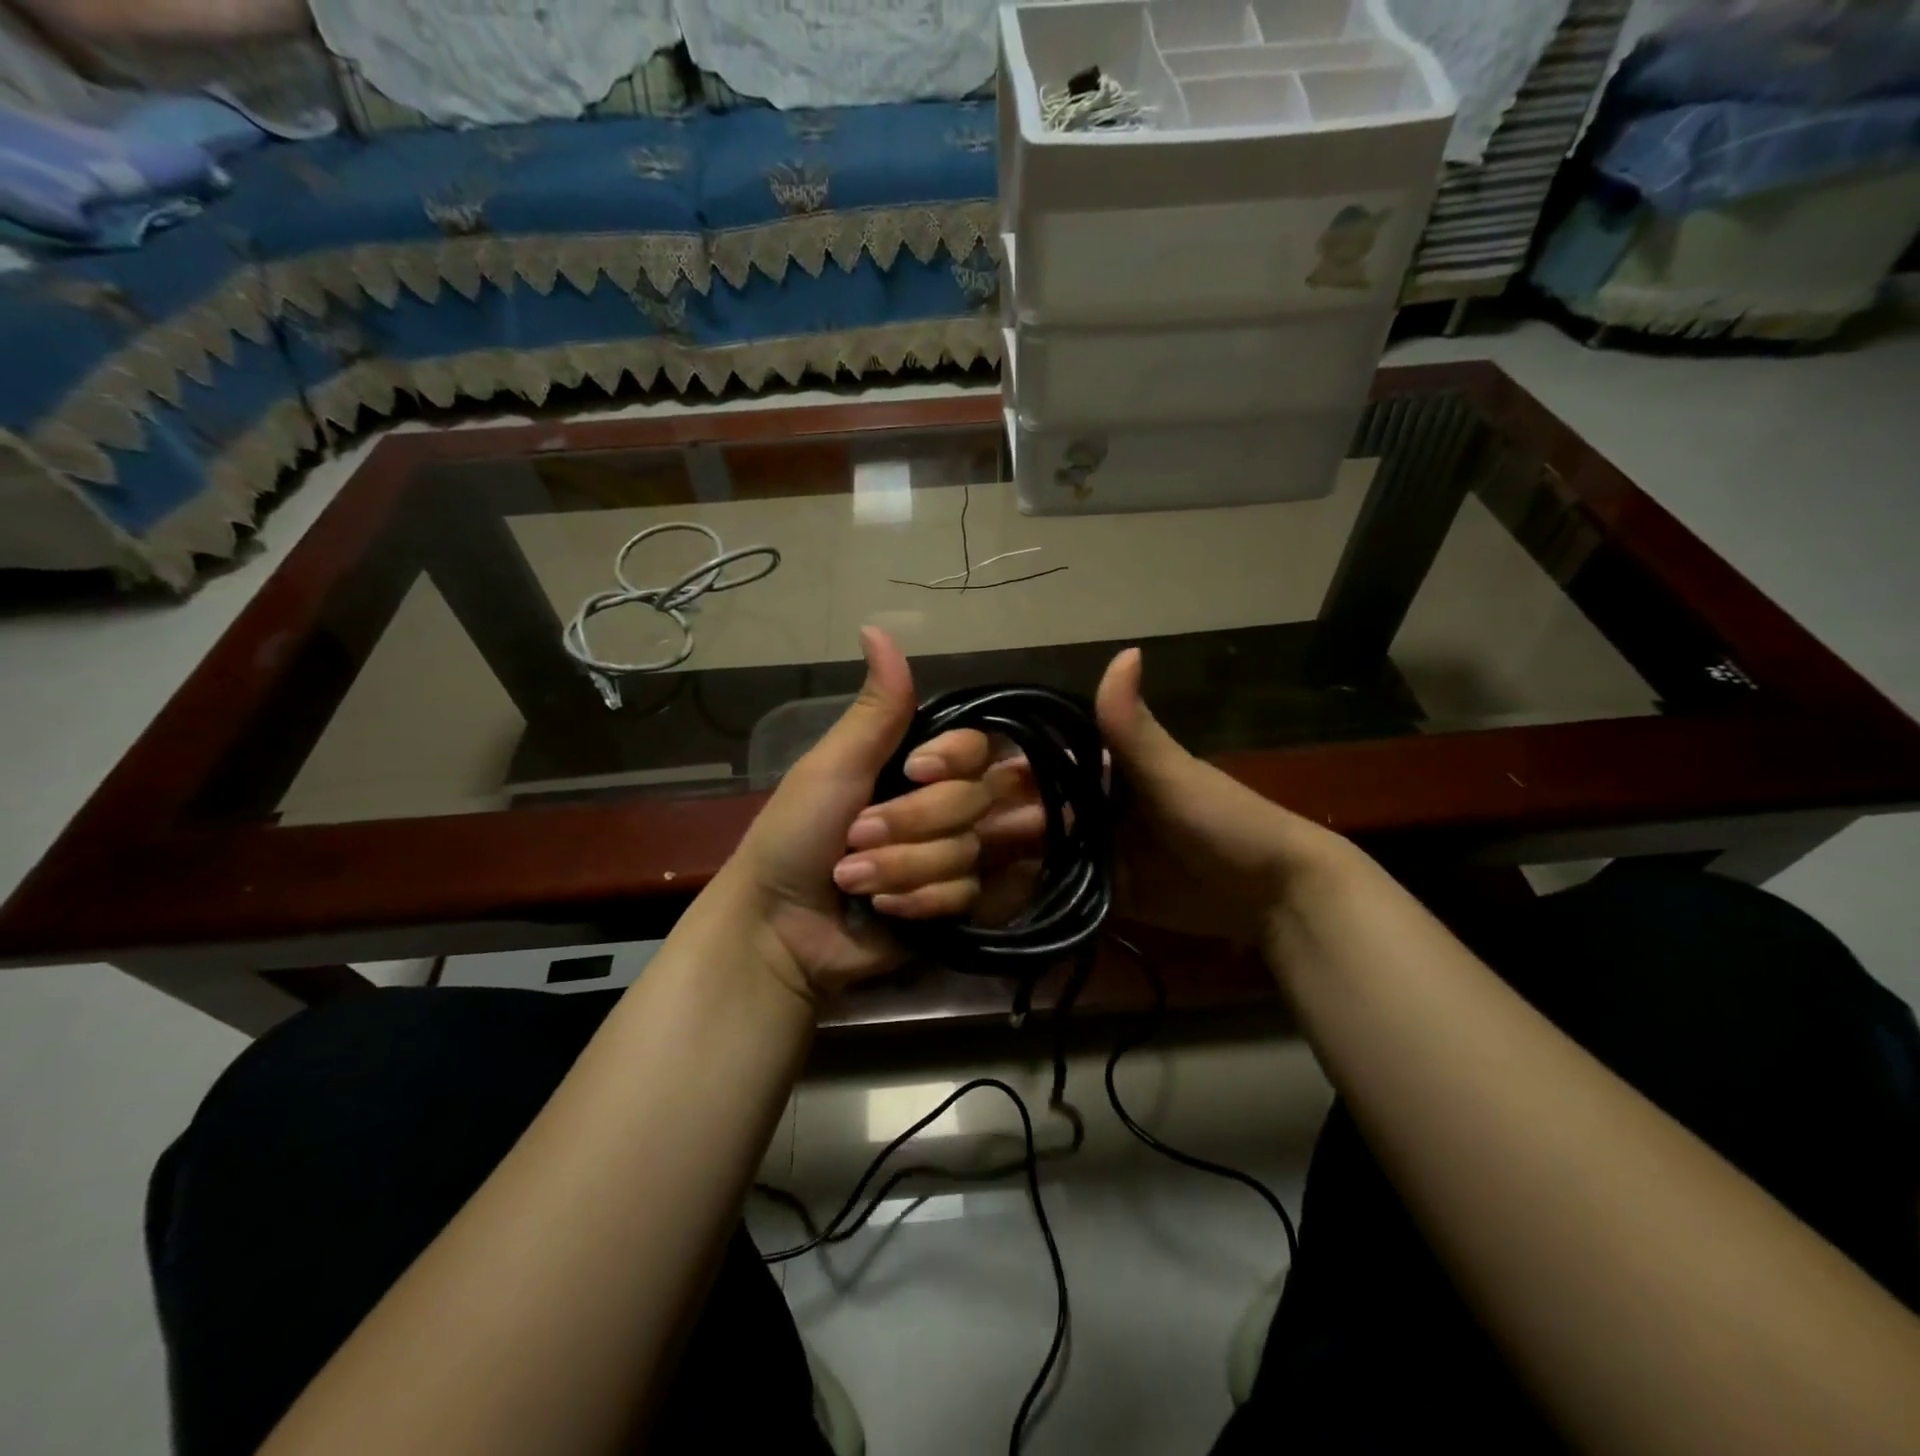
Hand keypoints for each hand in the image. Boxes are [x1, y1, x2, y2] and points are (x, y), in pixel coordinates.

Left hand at [708, 626, 998, 1002]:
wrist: (778, 926)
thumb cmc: (795, 834)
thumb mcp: (833, 765)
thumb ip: (876, 709)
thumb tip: (877, 627)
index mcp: (920, 765)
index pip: (982, 746)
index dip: (955, 760)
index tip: (914, 770)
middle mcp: (946, 805)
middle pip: (978, 800)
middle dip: (911, 824)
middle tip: (856, 838)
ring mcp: (952, 856)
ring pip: (970, 851)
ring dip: (904, 868)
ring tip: (853, 879)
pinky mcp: (955, 905)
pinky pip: (968, 895)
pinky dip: (917, 902)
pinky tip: (883, 910)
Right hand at [977, 648, 1345, 946]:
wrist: (1275, 893)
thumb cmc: (1223, 821)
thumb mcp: (1172, 772)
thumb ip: (1133, 725)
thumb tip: (1124, 649)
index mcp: (1103, 772)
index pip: (1037, 768)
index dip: (995, 775)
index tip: (945, 787)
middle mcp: (1092, 810)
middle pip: (1030, 815)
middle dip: (989, 826)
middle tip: (937, 846)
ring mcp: (1097, 854)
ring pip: (1038, 855)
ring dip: (1000, 864)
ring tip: (953, 878)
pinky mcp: (1105, 894)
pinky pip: (1059, 894)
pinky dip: (1029, 898)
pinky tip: (986, 906)